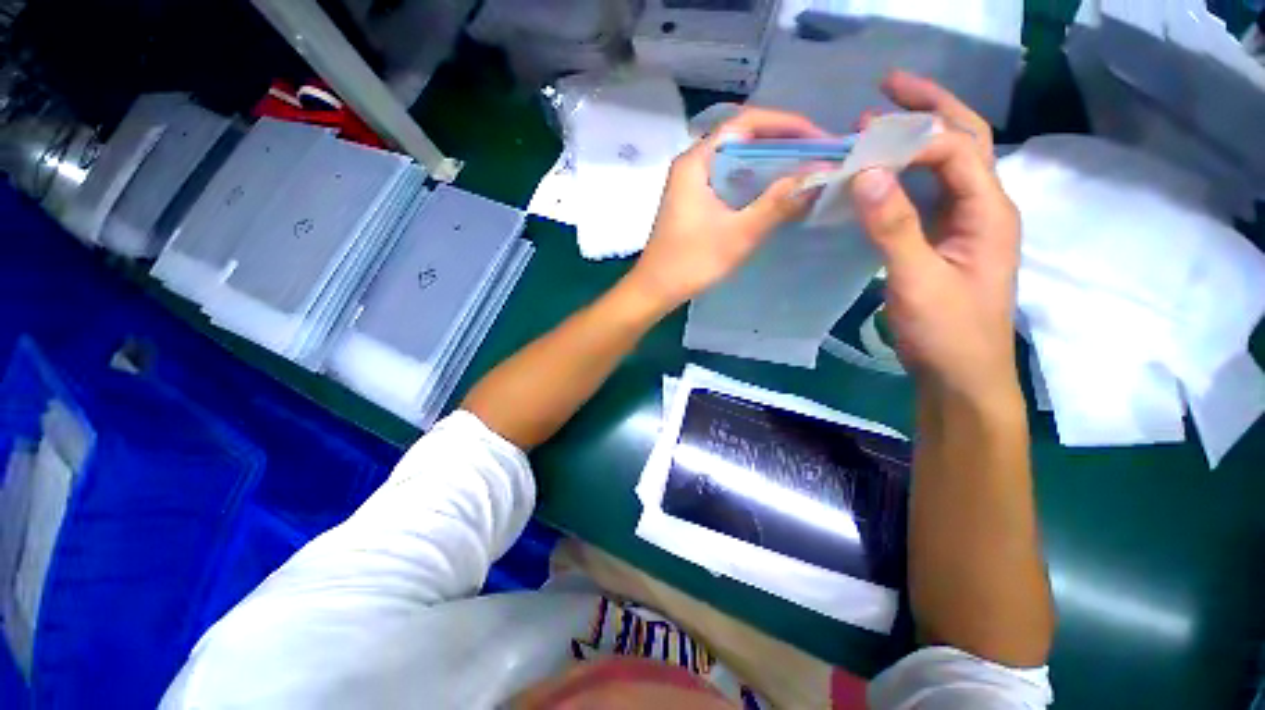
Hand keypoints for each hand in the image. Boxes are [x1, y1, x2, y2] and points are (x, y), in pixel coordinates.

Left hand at [625, 107, 826, 310]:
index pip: (747, 122)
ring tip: (803, 171)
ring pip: (735, 161)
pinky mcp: (693, 202)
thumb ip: (777, 203)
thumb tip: (818, 175)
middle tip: (817, 156)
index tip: (820, 139)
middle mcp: (692, 164)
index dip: (788, 124)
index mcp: (697, 161)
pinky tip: (773, 193)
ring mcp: (691, 183)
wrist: (655, 290)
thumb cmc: (692, 262)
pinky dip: (753, 182)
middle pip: (742, 138)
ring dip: (769, 163)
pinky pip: (728, 180)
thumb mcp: (739, 234)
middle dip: (782, 143)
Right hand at [850, 71, 1020, 398]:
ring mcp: (966, 224)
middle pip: (965, 140)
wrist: (961, 373)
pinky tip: (883, 175)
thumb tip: (867, 172)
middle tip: (888, 86)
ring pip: (947, 165)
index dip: (911, 138)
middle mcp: (984, 206)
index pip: (955, 149)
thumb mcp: (917, 279)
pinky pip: (928, 195)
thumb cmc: (946, 331)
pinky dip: (906, 176)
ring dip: (917, 139)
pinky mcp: (946, 241)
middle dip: (930, 108)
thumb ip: (893, 226)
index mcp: (989, 210)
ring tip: (879, 123)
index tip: (864, 138)